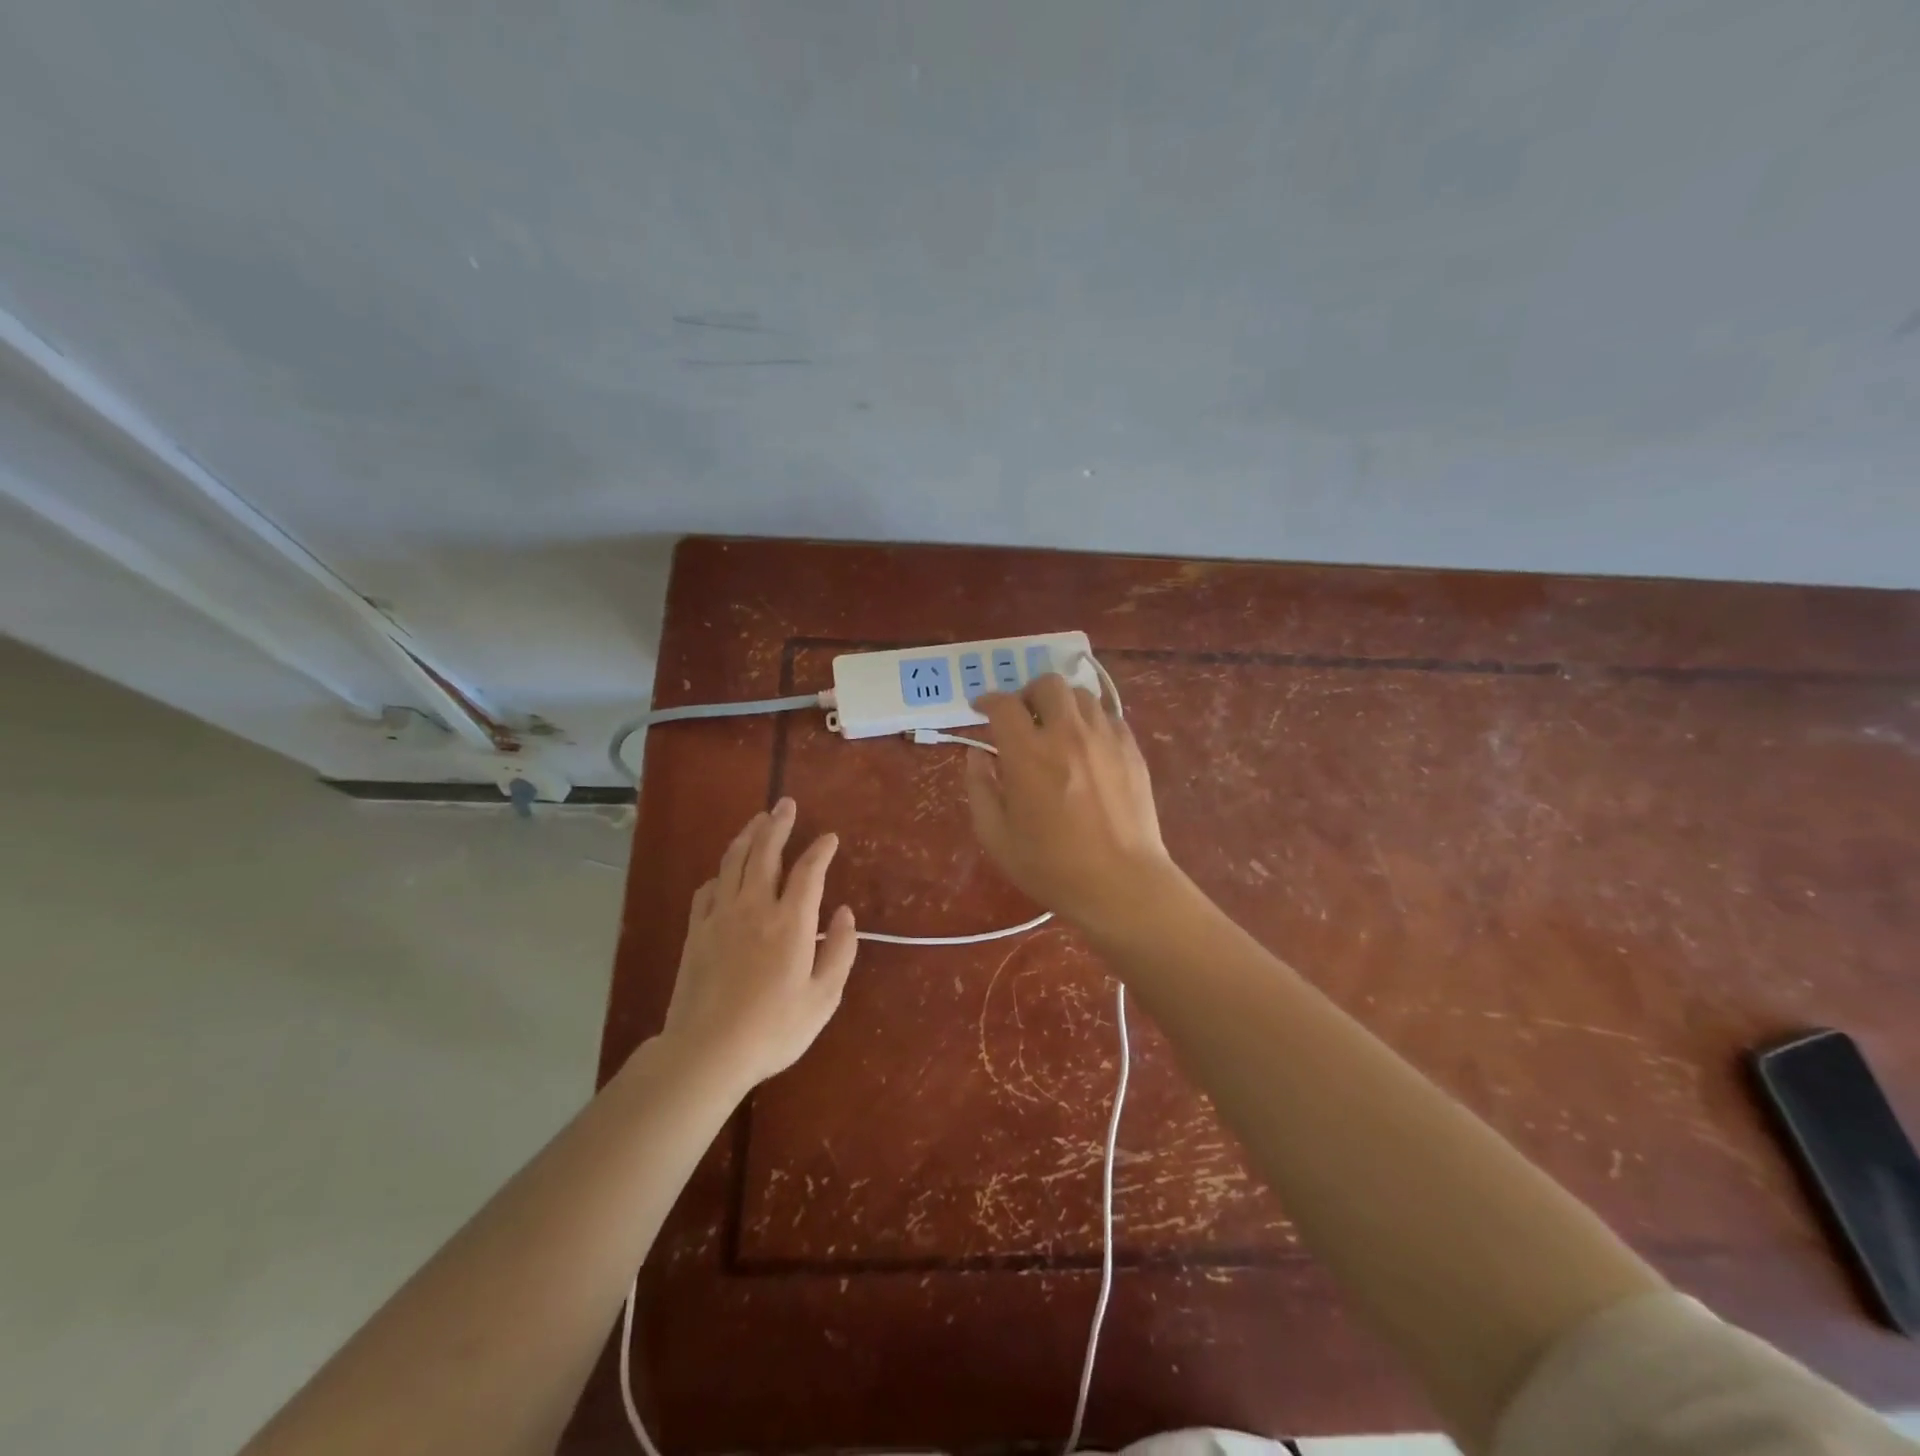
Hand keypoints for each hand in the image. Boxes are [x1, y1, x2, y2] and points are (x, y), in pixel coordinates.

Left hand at [658, 798, 857, 1091]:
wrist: (707, 1051)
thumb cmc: (774, 1028)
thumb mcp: (824, 998)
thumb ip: (840, 951)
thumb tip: (845, 913)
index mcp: (790, 922)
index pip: (809, 871)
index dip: (820, 849)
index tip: (829, 837)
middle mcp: (755, 907)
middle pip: (765, 852)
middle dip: (778, 824)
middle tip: (785, 804)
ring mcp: (721, 917)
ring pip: (733, 862)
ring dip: (747, 837)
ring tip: (758, 820)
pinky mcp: (696, 932)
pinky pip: (708, 890)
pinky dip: (720, 874)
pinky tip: (724, 873)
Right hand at [966, 674, 1180, 932]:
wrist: (1121, 884)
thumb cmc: (1052, 867)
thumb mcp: (997, 836)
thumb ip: (980, 789)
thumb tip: (977, 756)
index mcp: (1028, 754)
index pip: (1003, 705)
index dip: (987, 701)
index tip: (981, 709)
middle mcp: (1067, 734)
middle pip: (1047, 684)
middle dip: (1028, 694)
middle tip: (1023, 717)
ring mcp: (1105, 738)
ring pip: (1081, 695)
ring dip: (1062, 704)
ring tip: (1057, 728)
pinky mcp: (1131, 749)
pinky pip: (1108, 716)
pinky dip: (1090, 721)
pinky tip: (1087, 746)